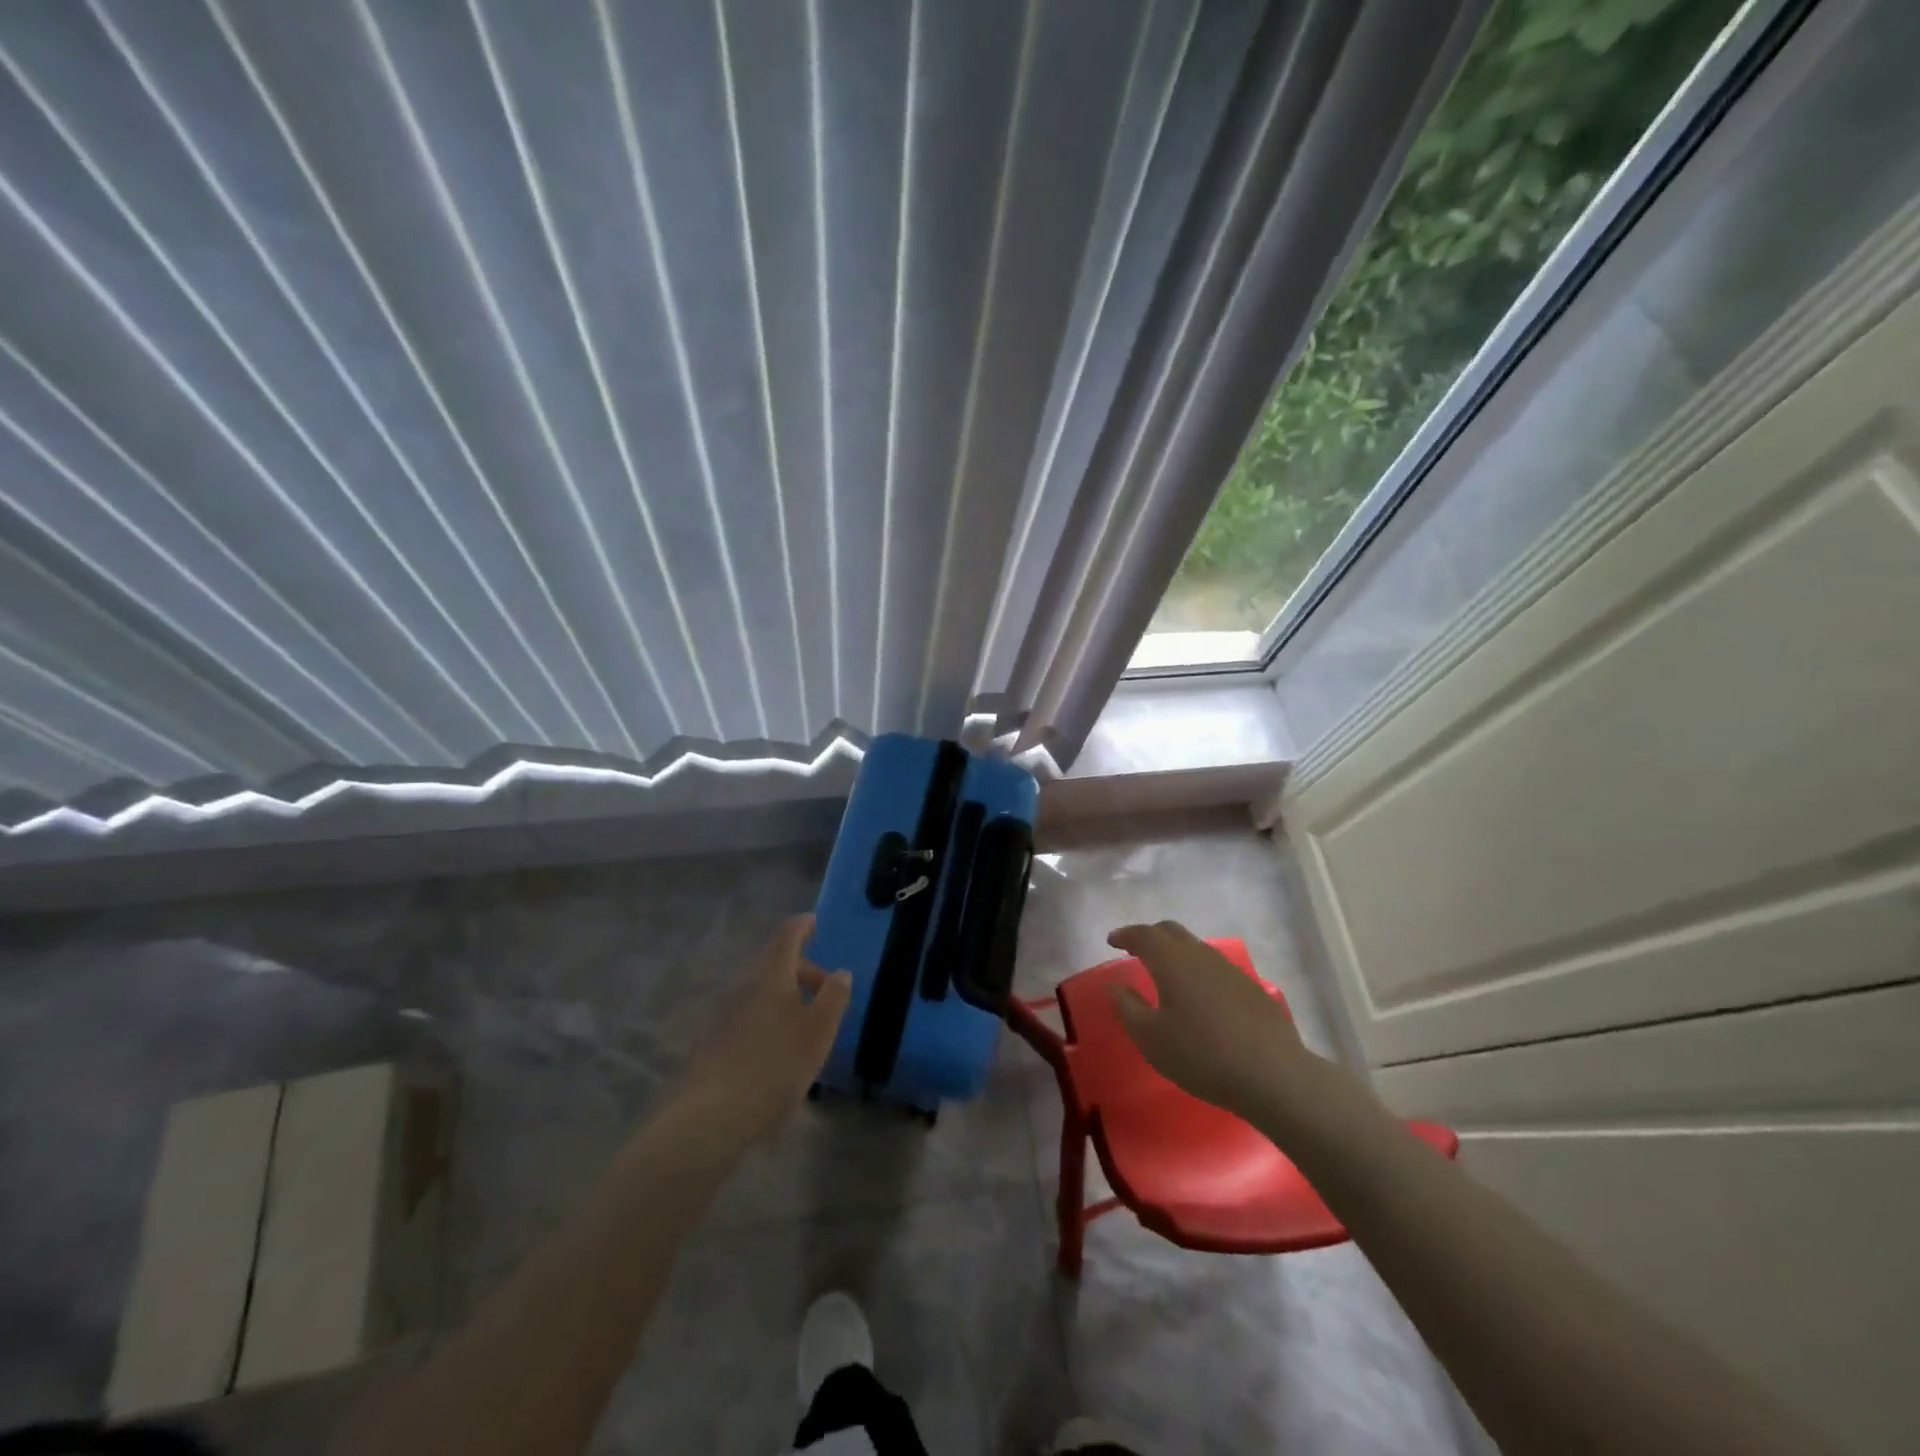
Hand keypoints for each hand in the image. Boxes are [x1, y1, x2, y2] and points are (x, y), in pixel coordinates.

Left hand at [674, 914, 851, 1144]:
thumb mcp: (818, 1031)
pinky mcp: (714, 1041)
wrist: (709, 1115)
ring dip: (785, 996)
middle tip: (826, 989)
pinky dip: (769, 1018)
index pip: (787, 936)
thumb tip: (841, 972)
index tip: (815, 922)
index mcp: (771, 975)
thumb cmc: (774, 1064)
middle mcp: (744, 985)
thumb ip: (833, 997)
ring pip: (760, 990)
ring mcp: (724, 1013)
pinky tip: (779, 1050)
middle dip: (801, 969)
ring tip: (808, 1024)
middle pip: (773, 963)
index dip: (802, 926)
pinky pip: (748, 1014)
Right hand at [1106, 921, 1311, 1120]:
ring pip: (1196, 947)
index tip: (1112, 941)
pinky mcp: (1251, 988)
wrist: (1273, 1074)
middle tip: (1135, 950)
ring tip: (1166, 972)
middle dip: (1150, 936)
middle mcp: (1200, 955)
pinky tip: (1200, 995)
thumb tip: (1115, 986)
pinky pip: (1215, 967)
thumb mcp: (1151, 1038)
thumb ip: (1128, 1008)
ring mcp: (1229, 970)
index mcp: (1172, 961)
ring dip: (1176, 952)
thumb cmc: (1201, 1055)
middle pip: (1171, 931)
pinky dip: (1198, 970)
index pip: (1144, 935)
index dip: (1125, 935)